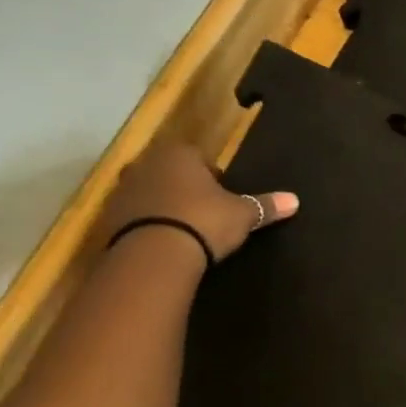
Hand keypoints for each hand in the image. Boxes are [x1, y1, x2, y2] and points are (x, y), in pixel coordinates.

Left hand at [102, 141, 297, 261]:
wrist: (155, 253)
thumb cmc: (204, 220)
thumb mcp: (242, 215)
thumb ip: (265, 206)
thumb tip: (295, 200)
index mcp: (180, 154)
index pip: (201, 157)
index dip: (215, 177)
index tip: (224, 198)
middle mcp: (147, 162)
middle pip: (173, 172)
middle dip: (187, 188)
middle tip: (207, 213)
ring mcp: (124, 188)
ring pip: (153, 192)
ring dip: (166, 205)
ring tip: (186, 229)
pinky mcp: (110, 215)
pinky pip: (137, 214)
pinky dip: (150, 223)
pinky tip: (166, 242)